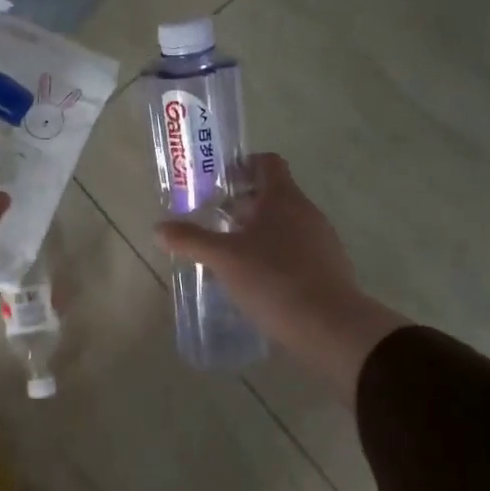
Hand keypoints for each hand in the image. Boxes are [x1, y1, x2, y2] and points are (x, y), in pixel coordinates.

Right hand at [156, 154, 408, 397]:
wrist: (330, 327)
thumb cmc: (274, 279)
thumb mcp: (223, 259)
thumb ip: (191, 240)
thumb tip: (159, 228)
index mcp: (283, 198)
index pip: (266, 163)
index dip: (242, 166)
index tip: (218, 183)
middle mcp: (306, 212)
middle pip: (272, 195)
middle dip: (241, 206)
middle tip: (213, 222)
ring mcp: (322, 241)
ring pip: (284, 225)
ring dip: (257, 234)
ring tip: (229, 256)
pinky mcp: (328, 269)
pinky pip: (295, 252)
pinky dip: (274, 257)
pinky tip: (255, 282)